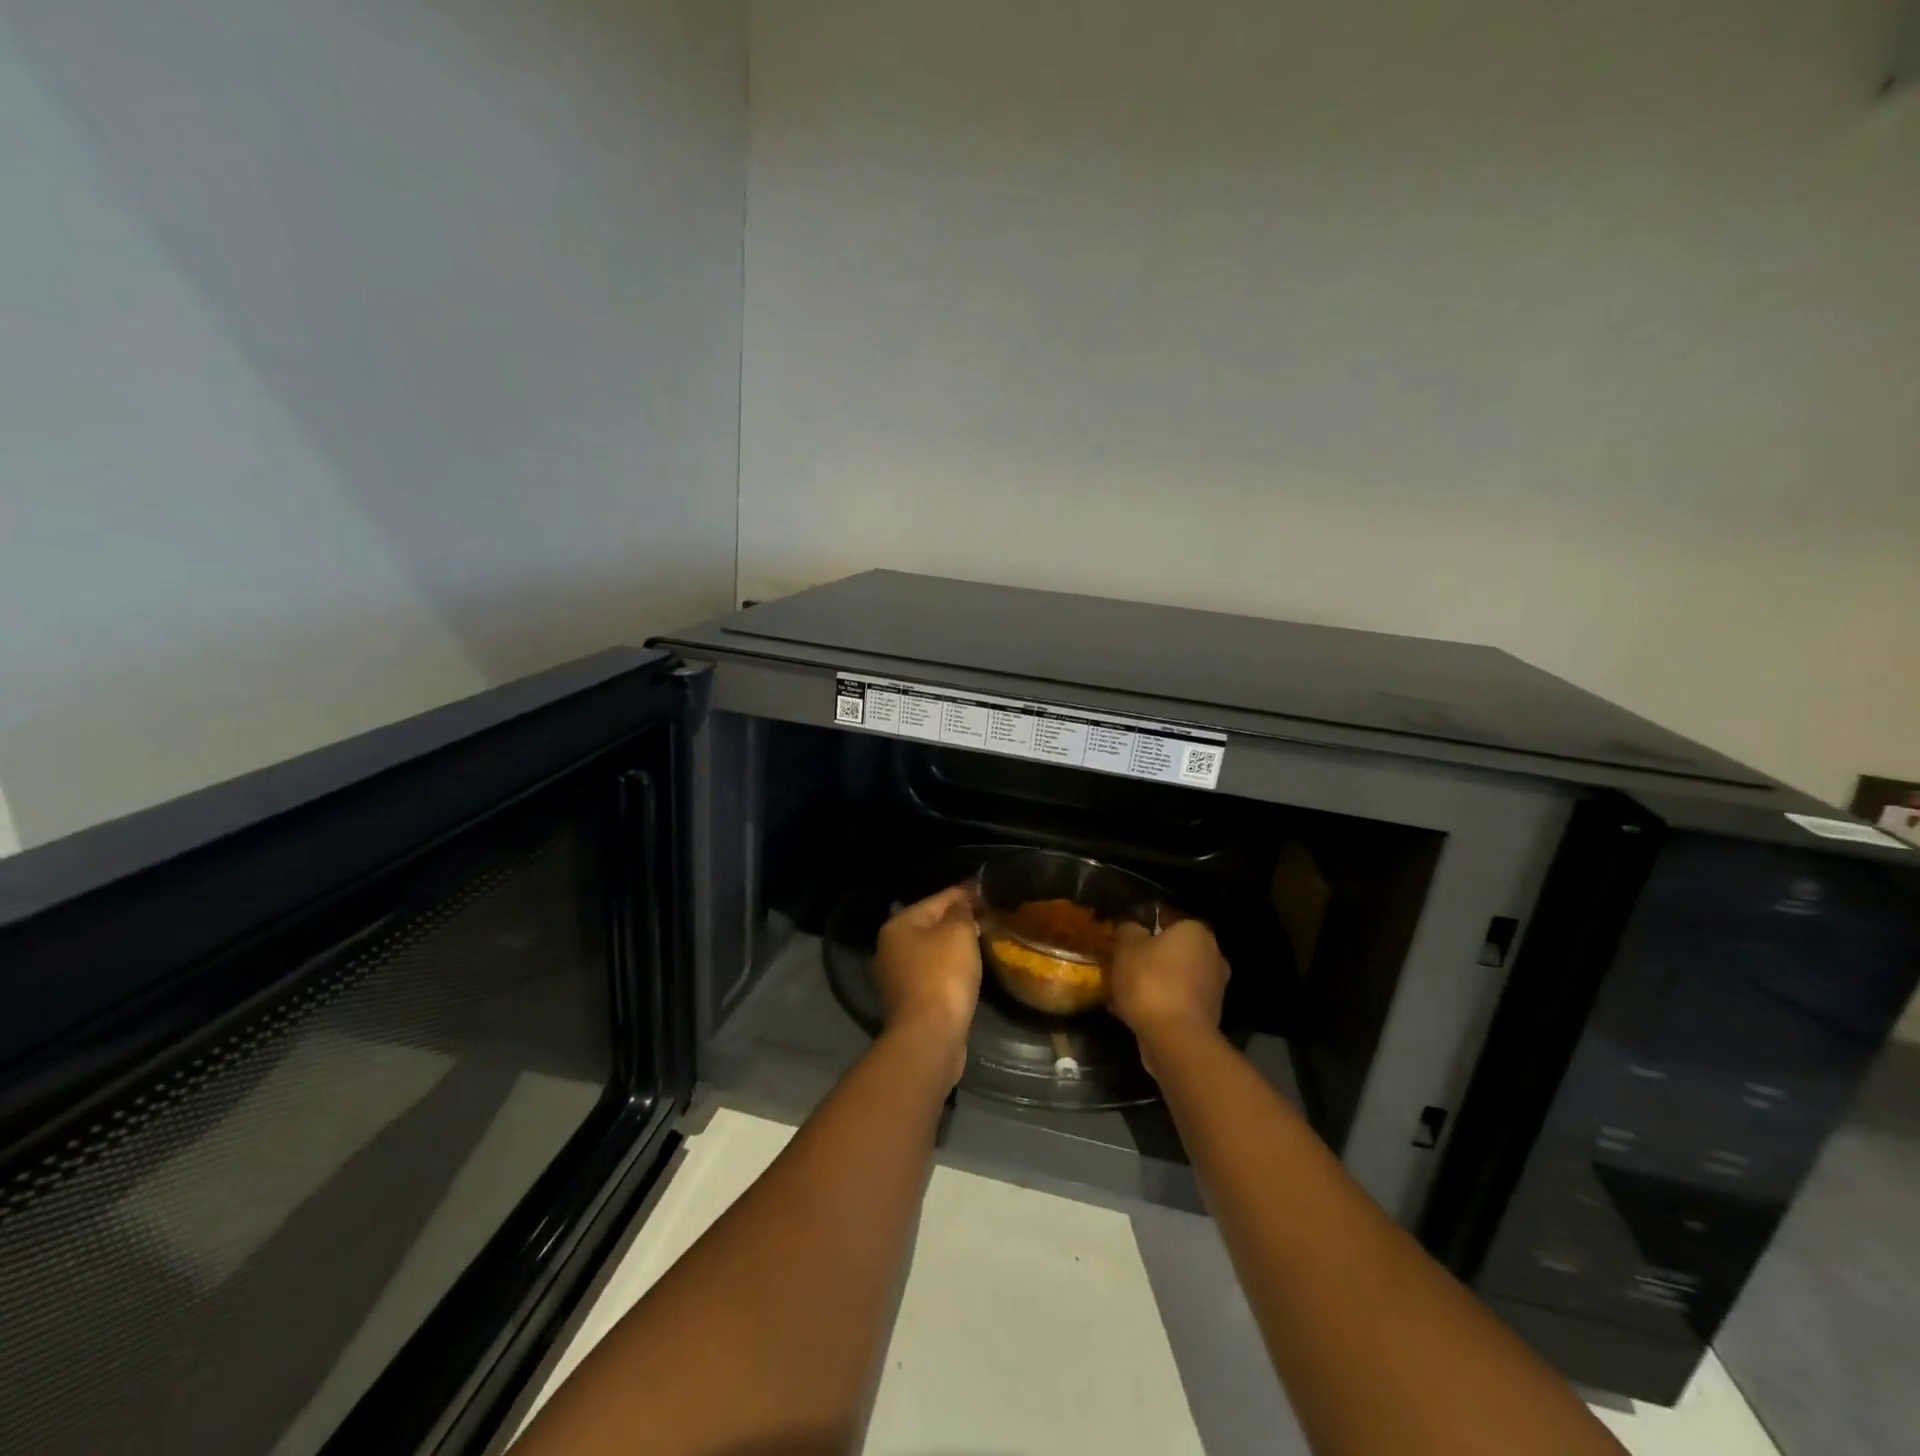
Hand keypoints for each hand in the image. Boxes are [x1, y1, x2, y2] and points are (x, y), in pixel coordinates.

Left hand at [873, 883, 982, 1084]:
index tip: (989, 889)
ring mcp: (897, 976)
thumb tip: (963, 902)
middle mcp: (891, 947)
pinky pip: (934, 974)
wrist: (928, 1036)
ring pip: (932, 950)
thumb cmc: (943, 975)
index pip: (938, 898)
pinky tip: (969, 970)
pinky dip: (950, 969)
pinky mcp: (909, 1001)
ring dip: (955, 946)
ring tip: (984, 940)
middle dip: (959, 920)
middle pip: (932, 924)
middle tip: (990, 916)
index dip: (966, 892)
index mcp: (899, 924)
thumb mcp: (958, 932)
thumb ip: (962, 911)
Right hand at [1108, 918, 1229, 1074]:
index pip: (1168, 918)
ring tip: (1124, 992)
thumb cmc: (1151, 981)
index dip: (1145, 926)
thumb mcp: (1126, 946)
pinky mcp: (1208, 1017)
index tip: (1126, 938)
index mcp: (1196, 931)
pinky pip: (1177, 1002)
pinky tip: (1134, 1013)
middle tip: (1124, 964)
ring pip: (1175, 977)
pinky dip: (1160, 1004)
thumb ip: (1128, 929)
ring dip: (1155, 982)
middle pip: (1174, 950)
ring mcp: (1214, 988)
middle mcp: (1213, 955)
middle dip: (1151, 956)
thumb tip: (1132, 927)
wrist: (1175, 1039)